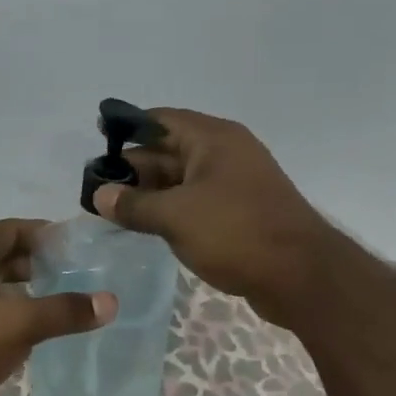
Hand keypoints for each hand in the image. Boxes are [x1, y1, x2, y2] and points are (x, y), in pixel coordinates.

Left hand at [0, 218, 115, 395]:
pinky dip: (12, 316)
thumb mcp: (21, 322)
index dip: (36, 230)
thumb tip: (110, 302)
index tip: (67, 242)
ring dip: (23, 291)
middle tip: (69, 273)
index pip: (5, 230)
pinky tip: (33, 334)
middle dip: (33, 262)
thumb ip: (64, 311)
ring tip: (57, 302)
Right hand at [92, 107, 337, 326]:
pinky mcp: (239, 214)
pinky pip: (195, 203)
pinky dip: (170, 210)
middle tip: (96, 187)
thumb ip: (133, 205)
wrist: (300, 275)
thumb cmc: (235, 232)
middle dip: (133, 167)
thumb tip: (100, 195)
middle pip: (169, 150)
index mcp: (213, 139)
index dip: (127, 127)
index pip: (161, 120)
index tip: (96, 138)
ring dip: (149, 193)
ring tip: (112, 209)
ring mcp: (235, 185)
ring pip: (182, 180)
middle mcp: (225, 154)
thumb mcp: (175, 216)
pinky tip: (146, 226)